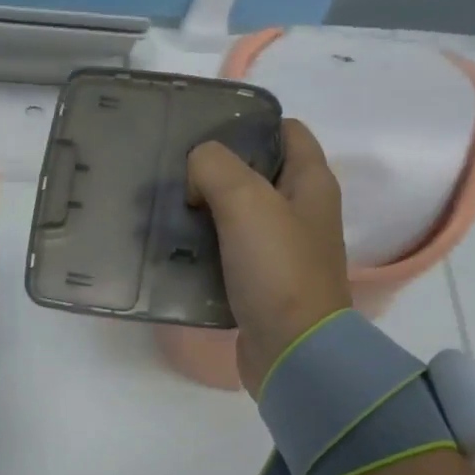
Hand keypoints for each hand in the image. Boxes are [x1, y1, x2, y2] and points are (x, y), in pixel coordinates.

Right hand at [186, 119, 351, 395]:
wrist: (292, 350)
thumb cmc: (277, 269)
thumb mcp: (246, 202)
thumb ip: (215, 168)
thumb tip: (196, 173)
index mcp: (311, 183)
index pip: (286, 131)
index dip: (249, 124)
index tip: (204, 132)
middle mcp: (300, 211)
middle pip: (255, 172)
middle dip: (215, 168)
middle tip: (173, 171)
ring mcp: (280, 249)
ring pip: (236, 212)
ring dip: (204, 207)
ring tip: (164, 206)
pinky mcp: (259, 280)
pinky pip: (226, 249)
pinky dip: (203, 243)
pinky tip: (174, 245)